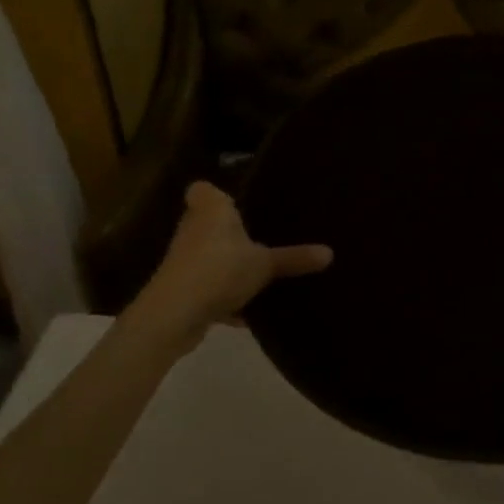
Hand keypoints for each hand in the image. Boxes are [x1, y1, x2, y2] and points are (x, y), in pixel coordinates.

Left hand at [127, 182, 331, 345]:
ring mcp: (184, 261)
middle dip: (230, 233)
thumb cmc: (220, 270)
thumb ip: (294, 258)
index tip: (241, 204)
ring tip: (259, 275)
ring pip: (209, 258)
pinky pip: (209, 288)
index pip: (204, 189)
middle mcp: (193, 229)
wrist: (174, 314)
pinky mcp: (181, 290)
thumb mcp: (265, 264)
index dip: (218, 194)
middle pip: (209, 224)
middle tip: (263, 238)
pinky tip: (248, 313)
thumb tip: (330, 253)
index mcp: (211, 210)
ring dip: (227, 267)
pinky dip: (224, 299)